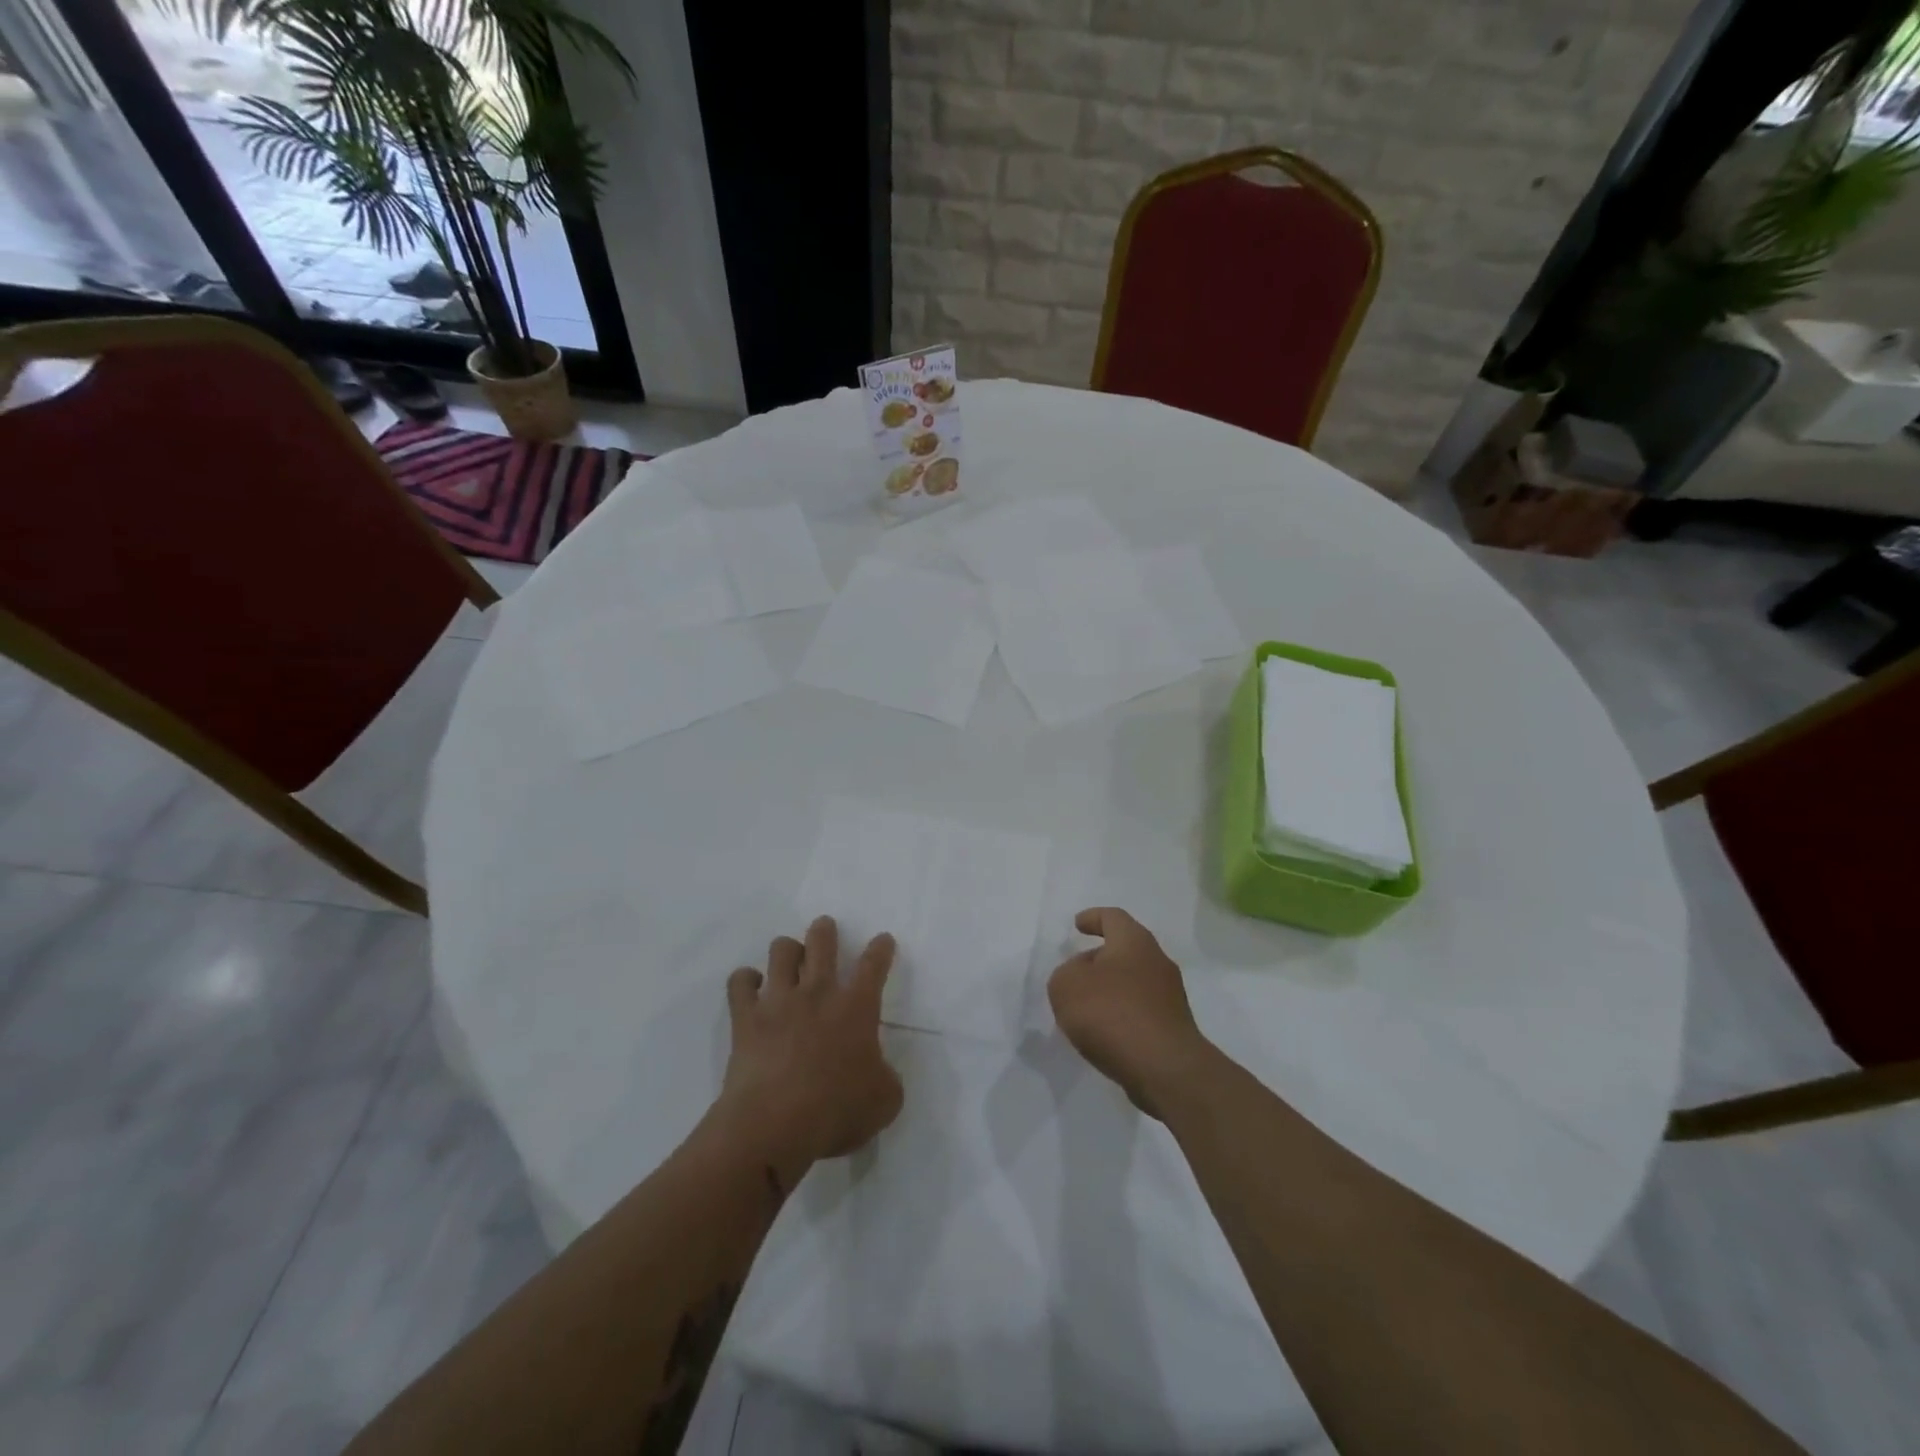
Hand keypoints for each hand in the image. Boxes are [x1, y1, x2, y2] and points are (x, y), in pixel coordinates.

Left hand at [715, 916, 903, 1186]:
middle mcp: (818, 993)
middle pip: (822, 942)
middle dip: (825, 930)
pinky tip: (751, 986)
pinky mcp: (746, 1018)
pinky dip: (746, 980)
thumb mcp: (884, 1101)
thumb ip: (886, 1078)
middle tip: (825, 928)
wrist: (773, 1126)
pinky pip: (740, 982)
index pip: (873, 966)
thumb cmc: (836, 1112)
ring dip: (788, 950)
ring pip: (781, 951)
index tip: (883, 940)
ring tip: (789, 957)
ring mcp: (779, 1001)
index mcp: (856, 1008)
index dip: (880, 949)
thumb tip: (877, 1071)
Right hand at [1049, 907, 1211, 1118]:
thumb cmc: (1112, 1013)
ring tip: (1086, 1008)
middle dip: (1101, 957)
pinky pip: (1141, 1010)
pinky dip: (1122, 1014)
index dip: (1093, 918)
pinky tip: (1105, 1032)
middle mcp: (1157, 961)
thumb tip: (1082, 976)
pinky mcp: (1174, 1027)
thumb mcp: (1067, 986)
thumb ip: (1066, 973)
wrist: (1165, 1069)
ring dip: (1112, 989)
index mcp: (1134, 941)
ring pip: (1134, 981)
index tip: (1078, 925)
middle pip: (1126, 949)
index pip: (1113, 917)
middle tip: (1077, 971)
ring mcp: (1171, 996)